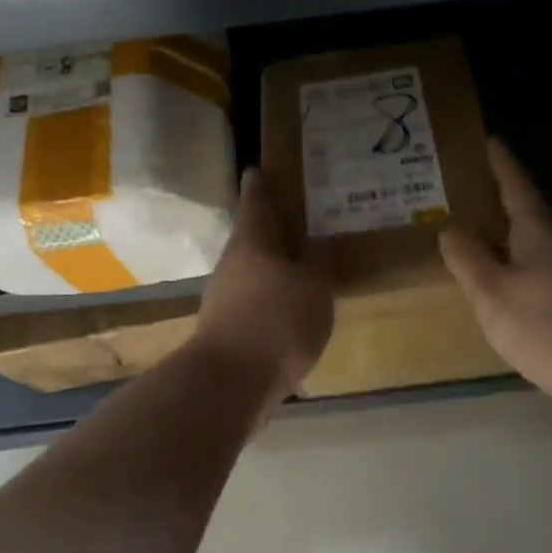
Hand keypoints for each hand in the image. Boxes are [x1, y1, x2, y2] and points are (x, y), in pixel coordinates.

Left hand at [193, 168, 334, 397]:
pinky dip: (272, 302)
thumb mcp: (315, 288)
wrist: (230, 383)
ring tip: (305, 269)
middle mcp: (231, 266)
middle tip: (303, 223)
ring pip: (252, 274)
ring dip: (274, 270)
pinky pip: (255, 305)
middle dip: (273, 232)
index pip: (255, 203)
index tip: (258, 169)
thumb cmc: (276, 320)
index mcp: (251, 243)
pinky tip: (293, 313)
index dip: (259, 185)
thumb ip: (323, 263)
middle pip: (251, 240)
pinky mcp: (227, 332)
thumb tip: (328, 241)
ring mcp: (223, 301)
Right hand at [440, 140, 551, 411]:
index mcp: (538, 236)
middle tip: (478, 190)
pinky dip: (526, 266)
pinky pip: (547, 271)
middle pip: (532, 215)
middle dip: (507, 199)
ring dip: (516, 235)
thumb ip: (468, 261)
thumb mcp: (493, 294)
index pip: (517, 190)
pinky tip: (516, 286)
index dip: (502, 166)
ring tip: (489, 238)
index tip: (492, 141)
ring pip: (540, 245)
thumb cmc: (546, 328)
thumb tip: (449, 228)